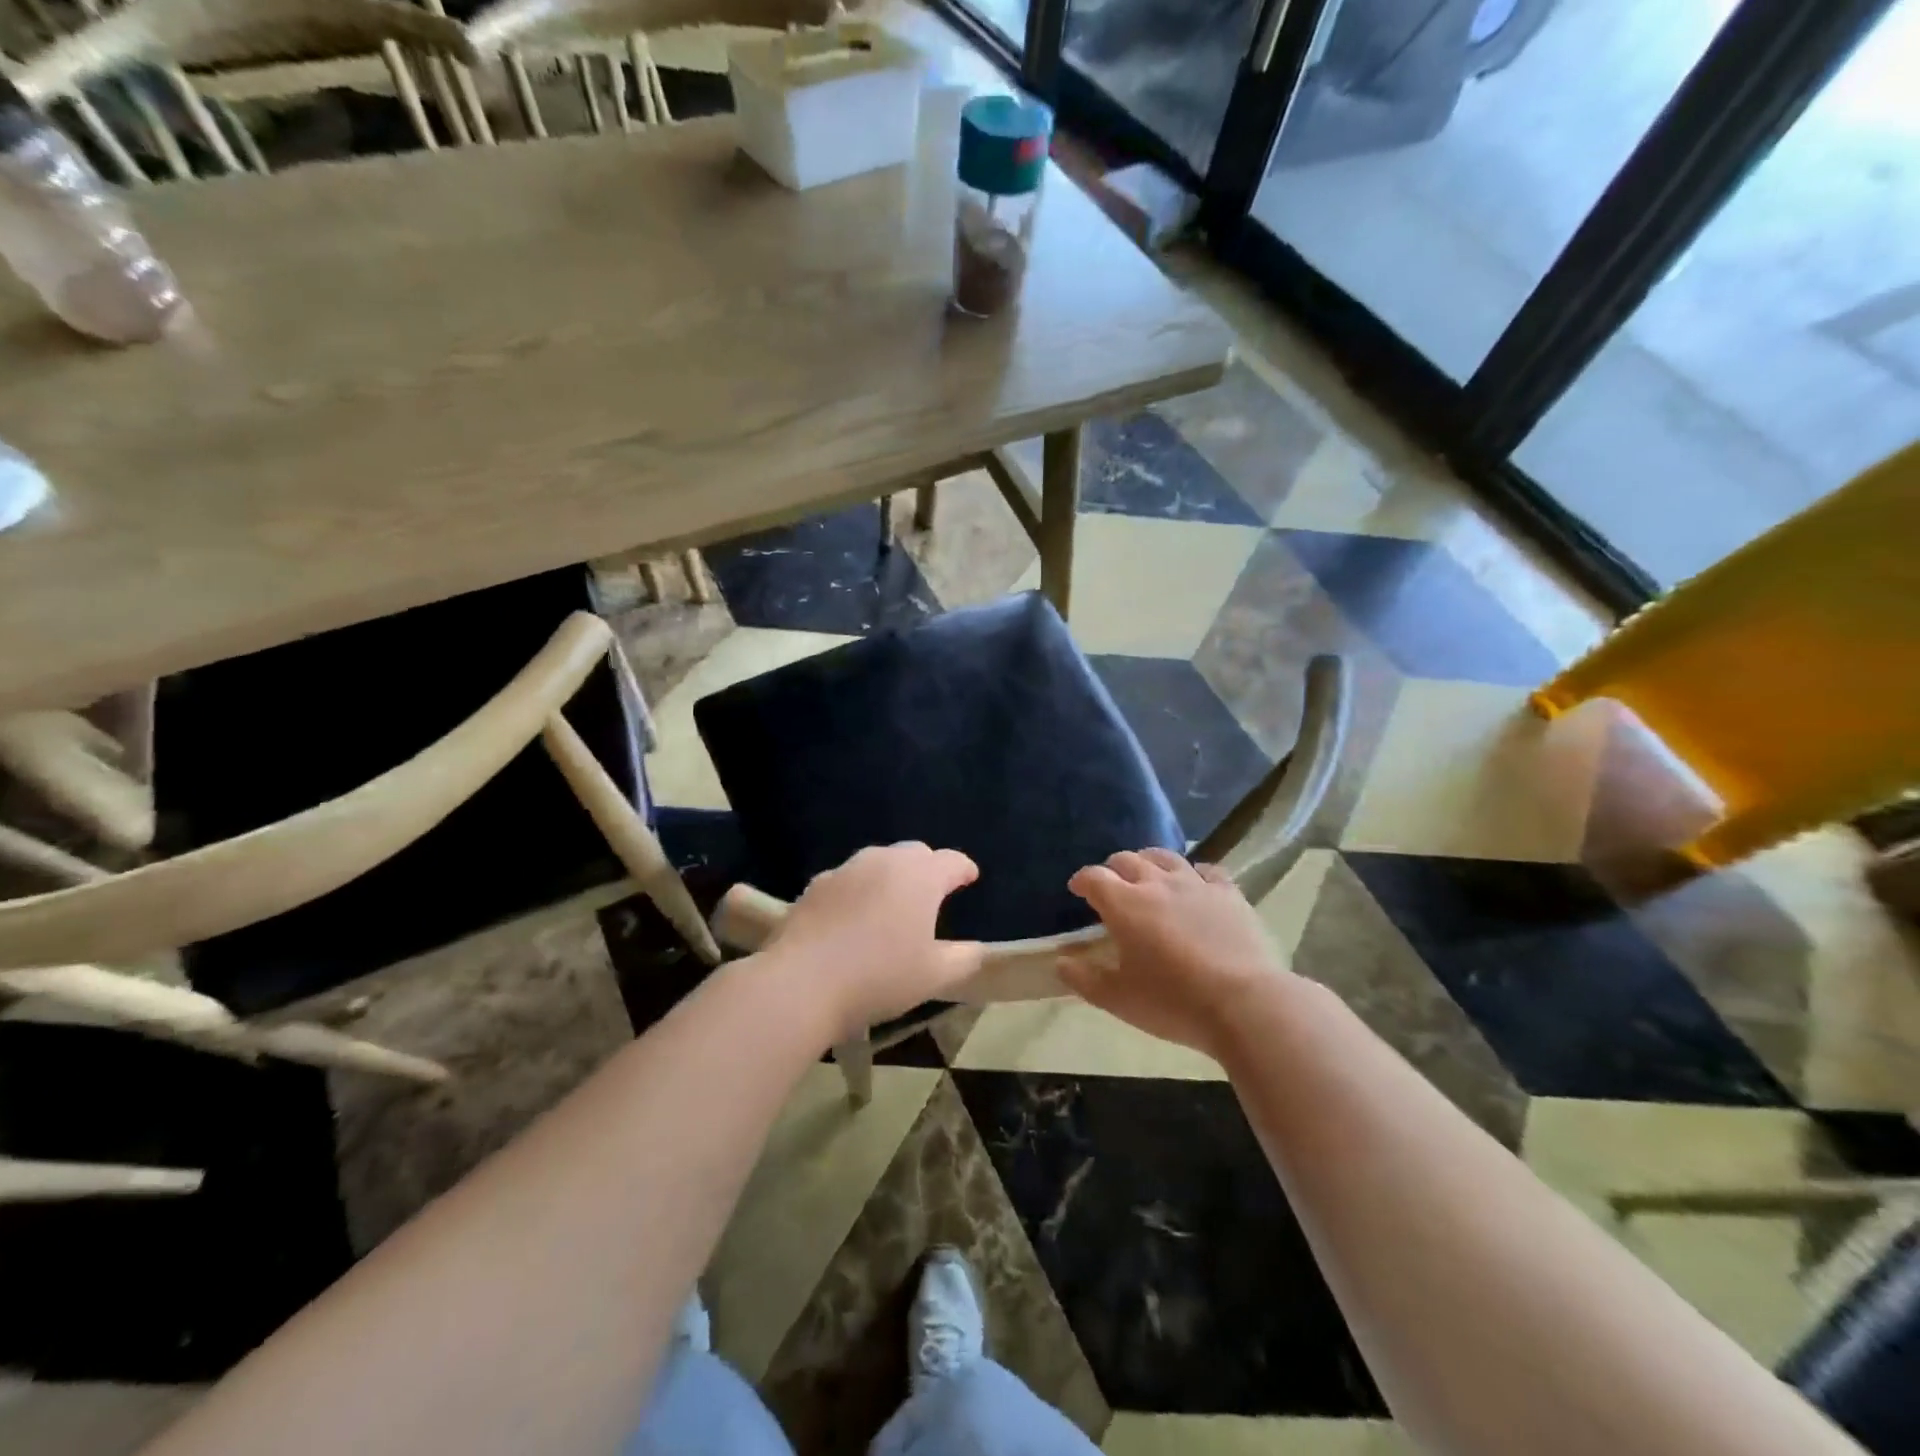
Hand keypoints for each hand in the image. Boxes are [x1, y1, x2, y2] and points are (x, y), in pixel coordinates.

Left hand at [767, 842, 984, 1041]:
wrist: (801, 983)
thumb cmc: (879, 977)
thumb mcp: (934, 976)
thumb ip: (964, 958)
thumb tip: (977, 948)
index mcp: (920, 877)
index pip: (952, 861)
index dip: (964, 869)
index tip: (970, 877)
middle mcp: (884, 861)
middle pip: (915, 853)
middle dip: (928, 867)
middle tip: (932, 893)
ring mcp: (846, 869)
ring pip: (878, 862)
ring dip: (891, 876)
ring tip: (892, 904)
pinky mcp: (815, 885)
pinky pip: (848, 879)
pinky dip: (859, 890)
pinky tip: (854, 917)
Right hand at [1061, 848, 1289, 1059]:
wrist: (1244, 1003)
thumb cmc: (1172, 1002)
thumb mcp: (1118, 999)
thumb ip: (1084, 979)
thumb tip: (1061, 963)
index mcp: (1124, 904)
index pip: (1094, 878)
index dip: (1082, 880)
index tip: (1077, 889)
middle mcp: (1156, 884)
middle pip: (1127, 860)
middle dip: (1113, 868)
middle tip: (1111, 884)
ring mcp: (1195, 885)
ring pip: (1165, 857)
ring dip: (1149, 861)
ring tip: (1147, 873)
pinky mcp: (1229, 894)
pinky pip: (1208, 871)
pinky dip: (1194, 873)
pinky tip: (1195, 883)